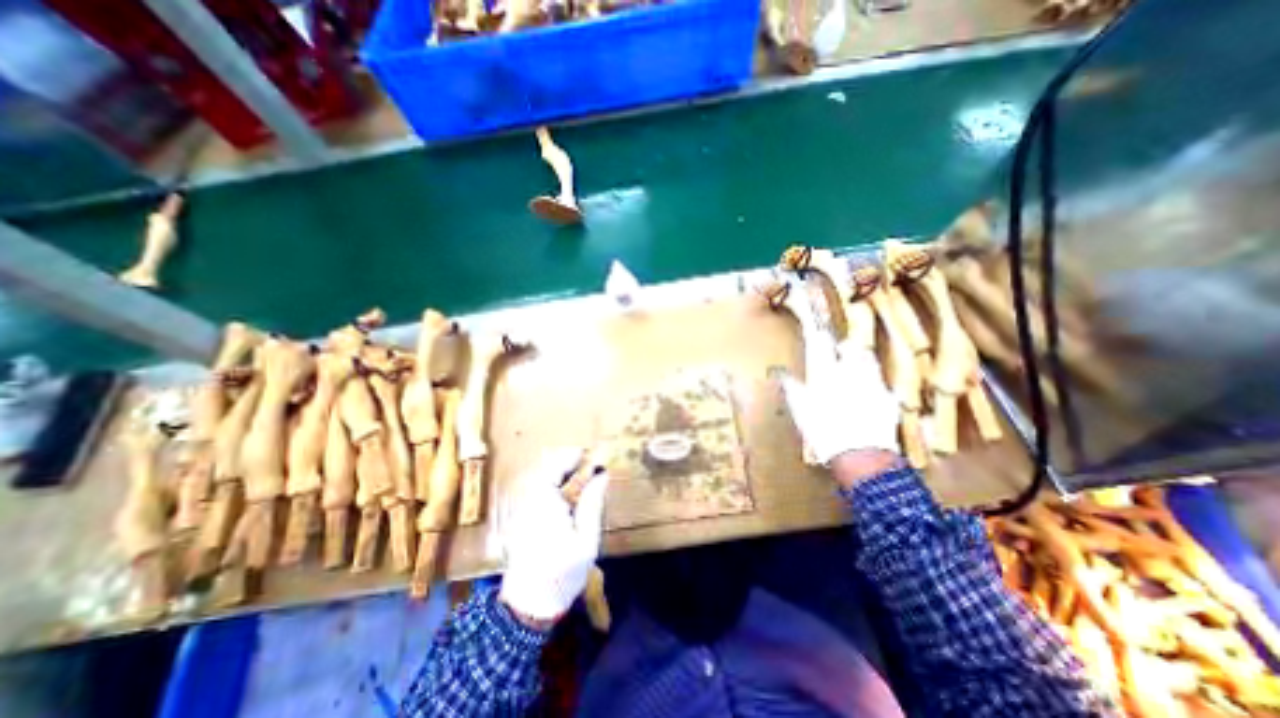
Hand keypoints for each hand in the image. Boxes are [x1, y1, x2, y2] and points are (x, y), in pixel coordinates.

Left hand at [499, 449, 607, 620]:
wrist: (529, 607)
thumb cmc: (562, 575)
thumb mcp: (586, 541)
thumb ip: (592, 504)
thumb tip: (602, 475)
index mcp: (544, 505)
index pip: (553, 467)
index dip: (570, 456)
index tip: (589, 455)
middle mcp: (528, 502)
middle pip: (545, 469)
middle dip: (566, 463)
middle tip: (588, 466)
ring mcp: (521, 510)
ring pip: (540, 479)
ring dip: (560, 473)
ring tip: (582, 479)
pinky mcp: (520, 519)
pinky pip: (536, 491)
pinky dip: (553, 485)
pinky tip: (567, 496)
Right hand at [781, 342, 896, 466]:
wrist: (859, 454)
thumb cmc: (822, 430)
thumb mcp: (800, 410)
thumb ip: (792, 389)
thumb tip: (782, 375)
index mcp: (826, 373)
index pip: (821, 344)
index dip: (817, 333)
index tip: (815, 327)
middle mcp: (851, 372)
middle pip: (852, 348)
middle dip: (846, 347)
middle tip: (840, 351)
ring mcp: (873, 384)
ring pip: (870, 363)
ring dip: (862, 362)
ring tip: (856, 369)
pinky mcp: (888, 399)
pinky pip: (883, 385)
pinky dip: (875, 386)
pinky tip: (870, 396)